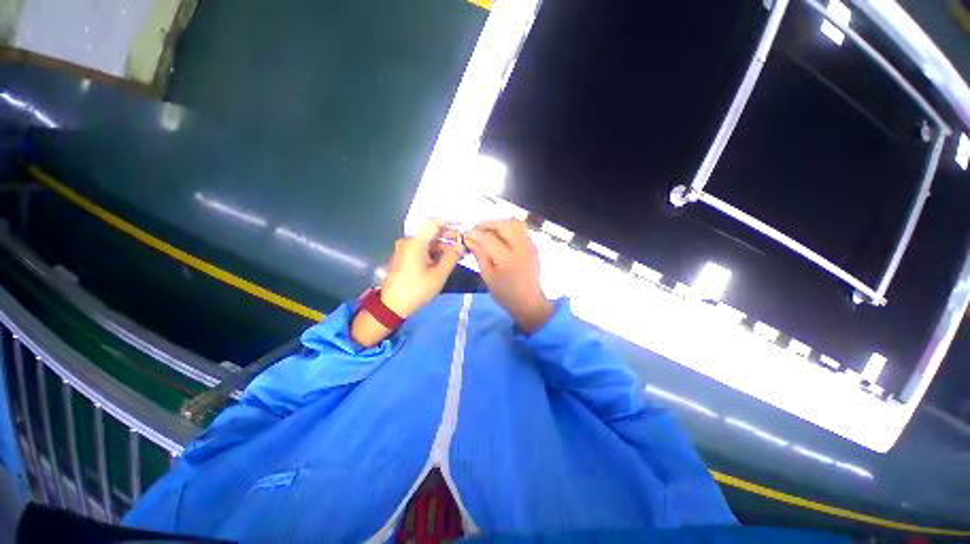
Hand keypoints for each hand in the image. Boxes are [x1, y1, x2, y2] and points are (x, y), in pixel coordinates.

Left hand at [379, 220, 464, 318]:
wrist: (392, 306)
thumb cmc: (417, 289)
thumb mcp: (438, 274)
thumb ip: (452, 258)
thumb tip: (461, 246)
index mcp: (415, 243)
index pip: (433, 223)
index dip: (450, 220)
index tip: (463, 222)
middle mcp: (408, 242)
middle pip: (431, 232)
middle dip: (448, 235)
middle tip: (463, 241)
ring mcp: (405, 249)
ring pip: (427, 241)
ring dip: (443, 245)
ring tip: (458, 253)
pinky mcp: (404, 257)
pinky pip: (422, 249)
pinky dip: (434, 251)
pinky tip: (445, 258)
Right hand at [465, 220, 553, 332]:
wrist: (529, 301)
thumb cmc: (505, 293)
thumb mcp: (488, 277)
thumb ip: (480, 255)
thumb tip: (469, 240)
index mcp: (506, 258)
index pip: (487, 238)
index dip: (474, 233)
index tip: (465, 235)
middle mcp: (520, 247)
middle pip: (502, 225)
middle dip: (486, 224)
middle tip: (475, 230)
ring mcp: (529, 245)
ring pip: (513, 223)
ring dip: (498, 223)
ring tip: (488, 230)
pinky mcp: (533, 246)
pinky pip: (521, 229)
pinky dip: (508, 227)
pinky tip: (501, 235)